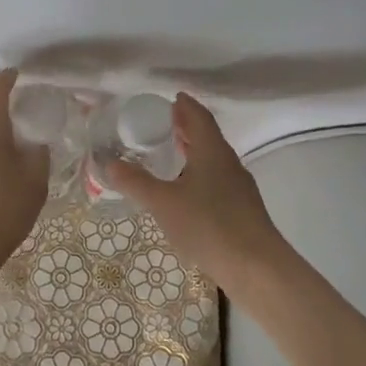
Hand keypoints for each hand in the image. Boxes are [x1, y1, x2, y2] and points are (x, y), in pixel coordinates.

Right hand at [108, 93, 285, 285]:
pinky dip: (199, 173)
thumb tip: (109, 163)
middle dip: (186, 126)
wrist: (257, 268)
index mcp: (212, 151)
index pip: (199, 116)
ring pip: (213, 159)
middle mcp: (229, 162)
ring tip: (170, 154)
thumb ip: (135, 182)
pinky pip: (217, 179)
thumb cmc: (208, 225)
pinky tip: (186, 190)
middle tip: (162, 123)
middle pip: (207, 135)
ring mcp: (239, 187)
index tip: (171, 98)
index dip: (185, 105)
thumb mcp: (163, 203)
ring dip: (193, 151)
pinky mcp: (242, 209)